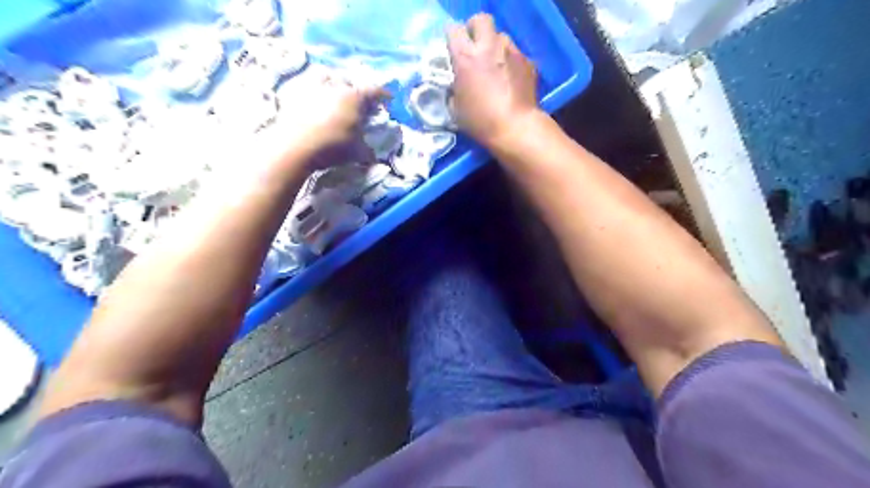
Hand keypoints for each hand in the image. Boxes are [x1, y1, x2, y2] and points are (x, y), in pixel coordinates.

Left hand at [272, 71, 380, 169]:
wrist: (295, 146)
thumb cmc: (332, 147)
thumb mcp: (357, 152)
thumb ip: (368, 150)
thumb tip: (375, 155)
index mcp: (354, 97)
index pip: (375, 90)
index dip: (383, 94)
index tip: (388, 99)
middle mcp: (335, 85)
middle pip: (350, 80)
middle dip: (357, 88)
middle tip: (358, 99)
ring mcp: (312, 84)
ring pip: (326, 74)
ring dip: (333, 80)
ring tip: (334, 90)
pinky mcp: (293, 90)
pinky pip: (306, 81)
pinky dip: (313, 86)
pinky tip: (313, 96)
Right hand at [449, 16, 537, 148]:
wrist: (515, 127)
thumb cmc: (480, 121)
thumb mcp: (456, 108)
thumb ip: (455, 87)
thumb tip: (456, 83)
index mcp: (465, 58)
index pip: (453, 29)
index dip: (452, 37)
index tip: (453, 48)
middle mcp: (488, 47)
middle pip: (480, 20)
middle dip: (475, 30)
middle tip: (474, 47)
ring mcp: (511, 52)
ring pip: (501, 36)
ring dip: (495, 46)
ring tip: (495, 65)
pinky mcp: (527, 61)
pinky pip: (516, 54)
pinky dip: (510, 62)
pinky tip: (510, 79)